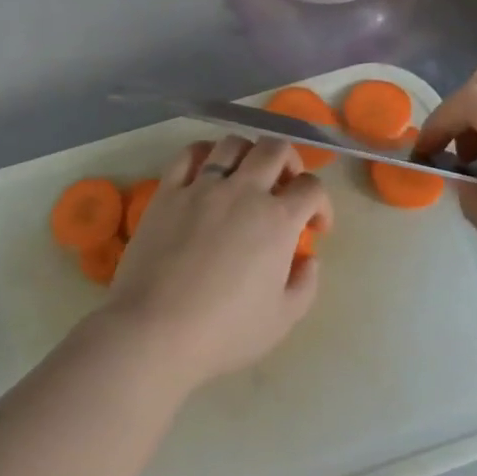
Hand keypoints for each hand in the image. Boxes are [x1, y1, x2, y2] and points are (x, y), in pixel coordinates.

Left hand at [102, 136, 326, 392]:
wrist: (155, 332)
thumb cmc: (224, 332)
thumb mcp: (282, 320)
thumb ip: (305, 284)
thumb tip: (309, 259)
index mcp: (278, 220)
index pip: (311, 187)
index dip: (321, 202)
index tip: (315, 226)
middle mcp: (244, 191)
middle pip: (275, 149)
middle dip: (290, 162)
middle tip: (285, 187)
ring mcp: (202, 186)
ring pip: (233, 143)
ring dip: (248, 153)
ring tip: (245, 175)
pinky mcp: (168, 191)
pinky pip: (188, 154)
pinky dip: (204, 153)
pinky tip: (206, 169)